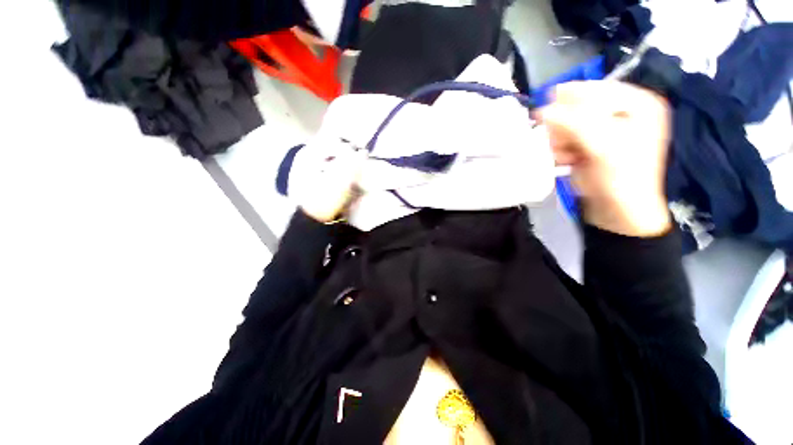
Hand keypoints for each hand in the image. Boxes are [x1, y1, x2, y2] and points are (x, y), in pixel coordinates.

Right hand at [537, 81, 671, 236]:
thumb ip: (573, 123)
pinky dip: (560, 150)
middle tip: (563, 144)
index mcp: (637, 102)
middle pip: (578, 107)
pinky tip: (566, 161)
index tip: (547, 118)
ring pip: (566, 124)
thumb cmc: (621, 176)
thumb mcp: (603, 145)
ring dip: (560, 141)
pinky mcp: (589, 144)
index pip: (594, 89)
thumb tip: (541, 110)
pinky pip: (564, 139)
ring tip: (567, 156)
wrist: (618, 210)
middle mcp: (621, 111)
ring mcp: (603, 129)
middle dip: (564, 127)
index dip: (570, 102)